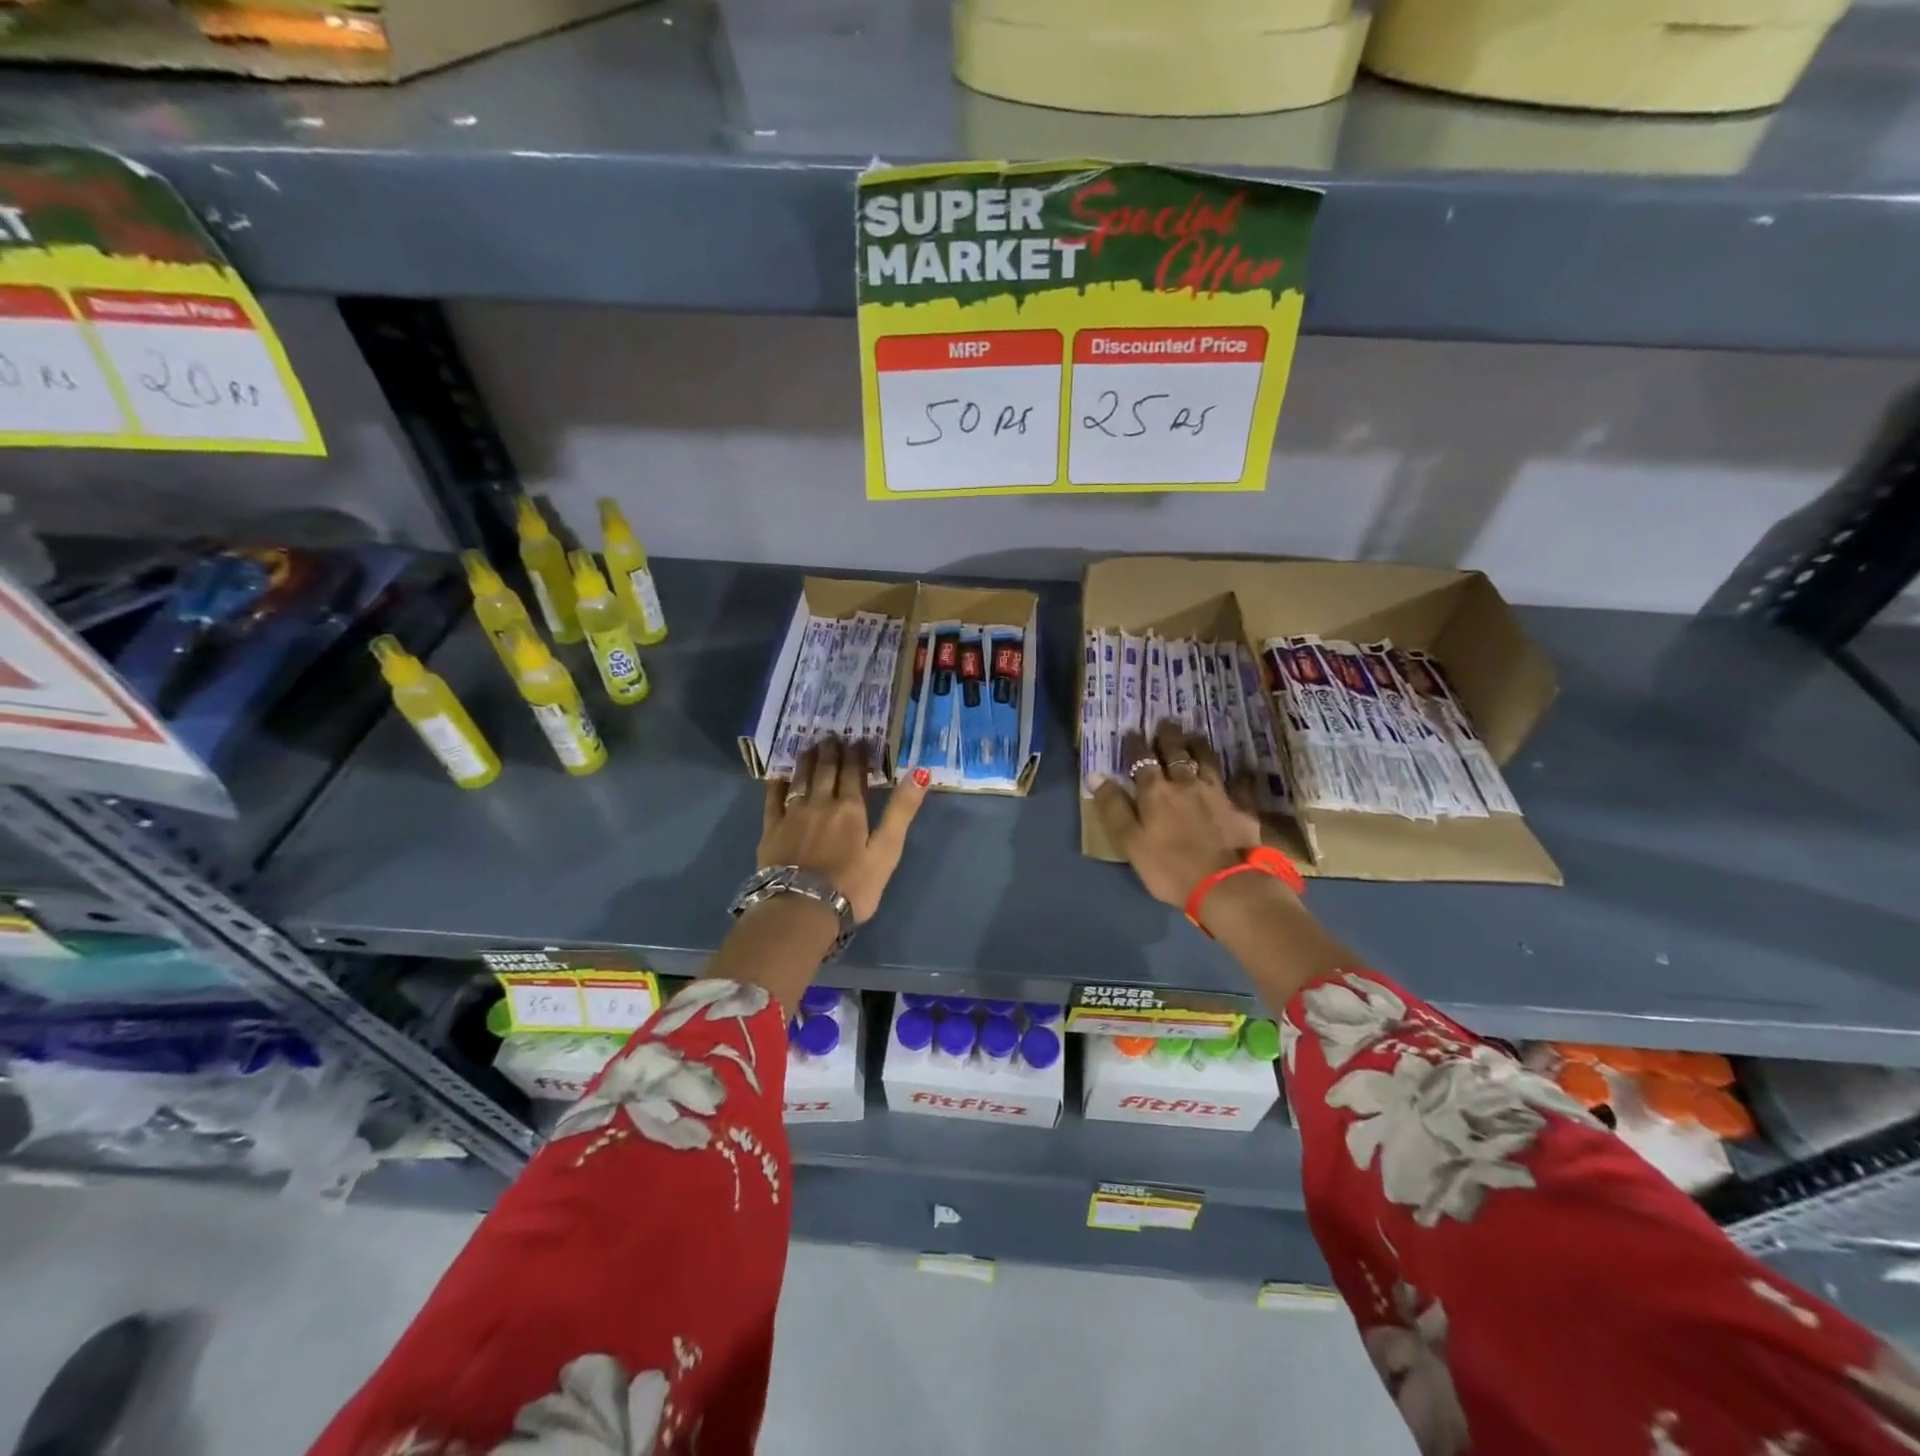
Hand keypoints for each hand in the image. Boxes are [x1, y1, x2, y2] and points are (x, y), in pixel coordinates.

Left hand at [761, 737, 929, 922]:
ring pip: (800, 779)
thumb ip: (901, 811)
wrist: (801, 909)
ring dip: (806, 761)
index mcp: (850, 808)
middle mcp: (820, 803)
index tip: (859, 740)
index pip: (854, 773)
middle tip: (832, 736)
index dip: (857, 755)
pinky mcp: (770, 830)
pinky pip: (773, 799)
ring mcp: (792, 815)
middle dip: (831, 751)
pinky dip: (777, 784)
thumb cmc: (852, 885)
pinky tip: (778, 776)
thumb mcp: (887, 850)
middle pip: (826, 771)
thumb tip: (920, 772)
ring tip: (809, 747)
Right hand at [1093, 723, 1263, 908]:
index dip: (1136, 745)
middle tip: (1167, 721)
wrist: (1226, 885)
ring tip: (1195, 735)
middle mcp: (1186, 784)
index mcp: (1155, 792)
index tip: (1133, 732)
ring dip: (1199, 747)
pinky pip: (1240, 786)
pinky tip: (1242, 772)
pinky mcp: (1242, 809)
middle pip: (1176, 754)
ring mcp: (1217, 794)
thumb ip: (1113, 807)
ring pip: (1207, 762)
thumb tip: (1096, 775)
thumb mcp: (1130, 842)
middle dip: (1169, 737)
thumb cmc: (1170, 868)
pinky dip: (1240, 777)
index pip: (1142, 761)